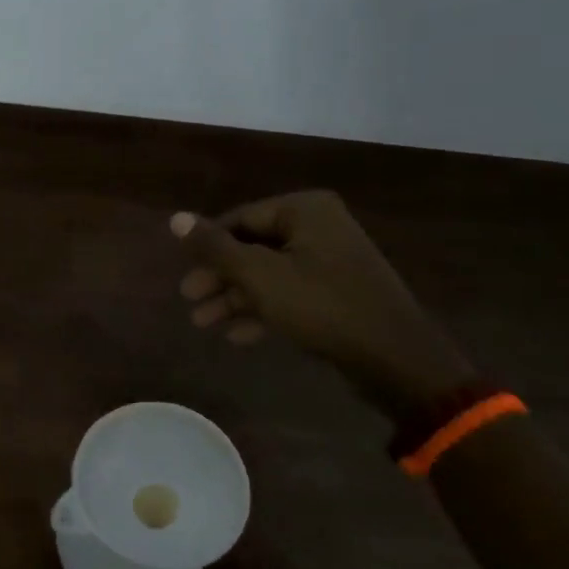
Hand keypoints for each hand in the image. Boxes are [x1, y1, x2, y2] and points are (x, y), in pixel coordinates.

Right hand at [171, 193, 474, 418]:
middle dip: (219, 277)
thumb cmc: (322, 306)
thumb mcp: (260, 276)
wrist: (394, 358)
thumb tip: (175, 218)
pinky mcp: (337, 292)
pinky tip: (237, 335)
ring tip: (203, 323)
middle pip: (252, 247)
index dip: (207, 247)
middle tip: (189, 301)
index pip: (240, 219)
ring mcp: (331, 260)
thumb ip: (215, 247)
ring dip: (235, 297)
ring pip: (268, 273)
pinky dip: (263, 310)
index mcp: (304, 210)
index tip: (184, 274)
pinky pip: (289, 293)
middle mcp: (319, 227)